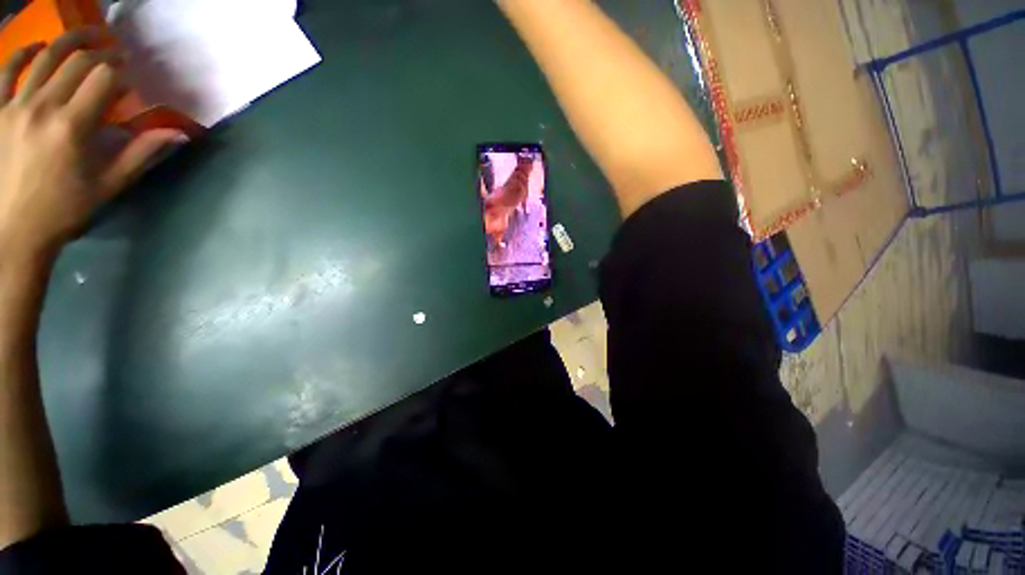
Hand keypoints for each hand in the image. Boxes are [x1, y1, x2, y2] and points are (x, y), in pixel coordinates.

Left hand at [0, 28, 183, 264]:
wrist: (13, 231)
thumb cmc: (65, 210)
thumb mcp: (109, 185)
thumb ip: (141, 154)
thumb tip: (179, 134)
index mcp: (72, 126)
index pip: (103, 78)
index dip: (120, 71)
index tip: (130, 75)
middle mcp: (42, 107)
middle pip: (76, 62)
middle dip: (100, 52)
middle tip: (114, 53)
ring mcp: (15, 106)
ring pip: (44, 57)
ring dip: (68, 41)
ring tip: (85, 36)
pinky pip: (7, 71)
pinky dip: (24, 53)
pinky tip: (38, 47)